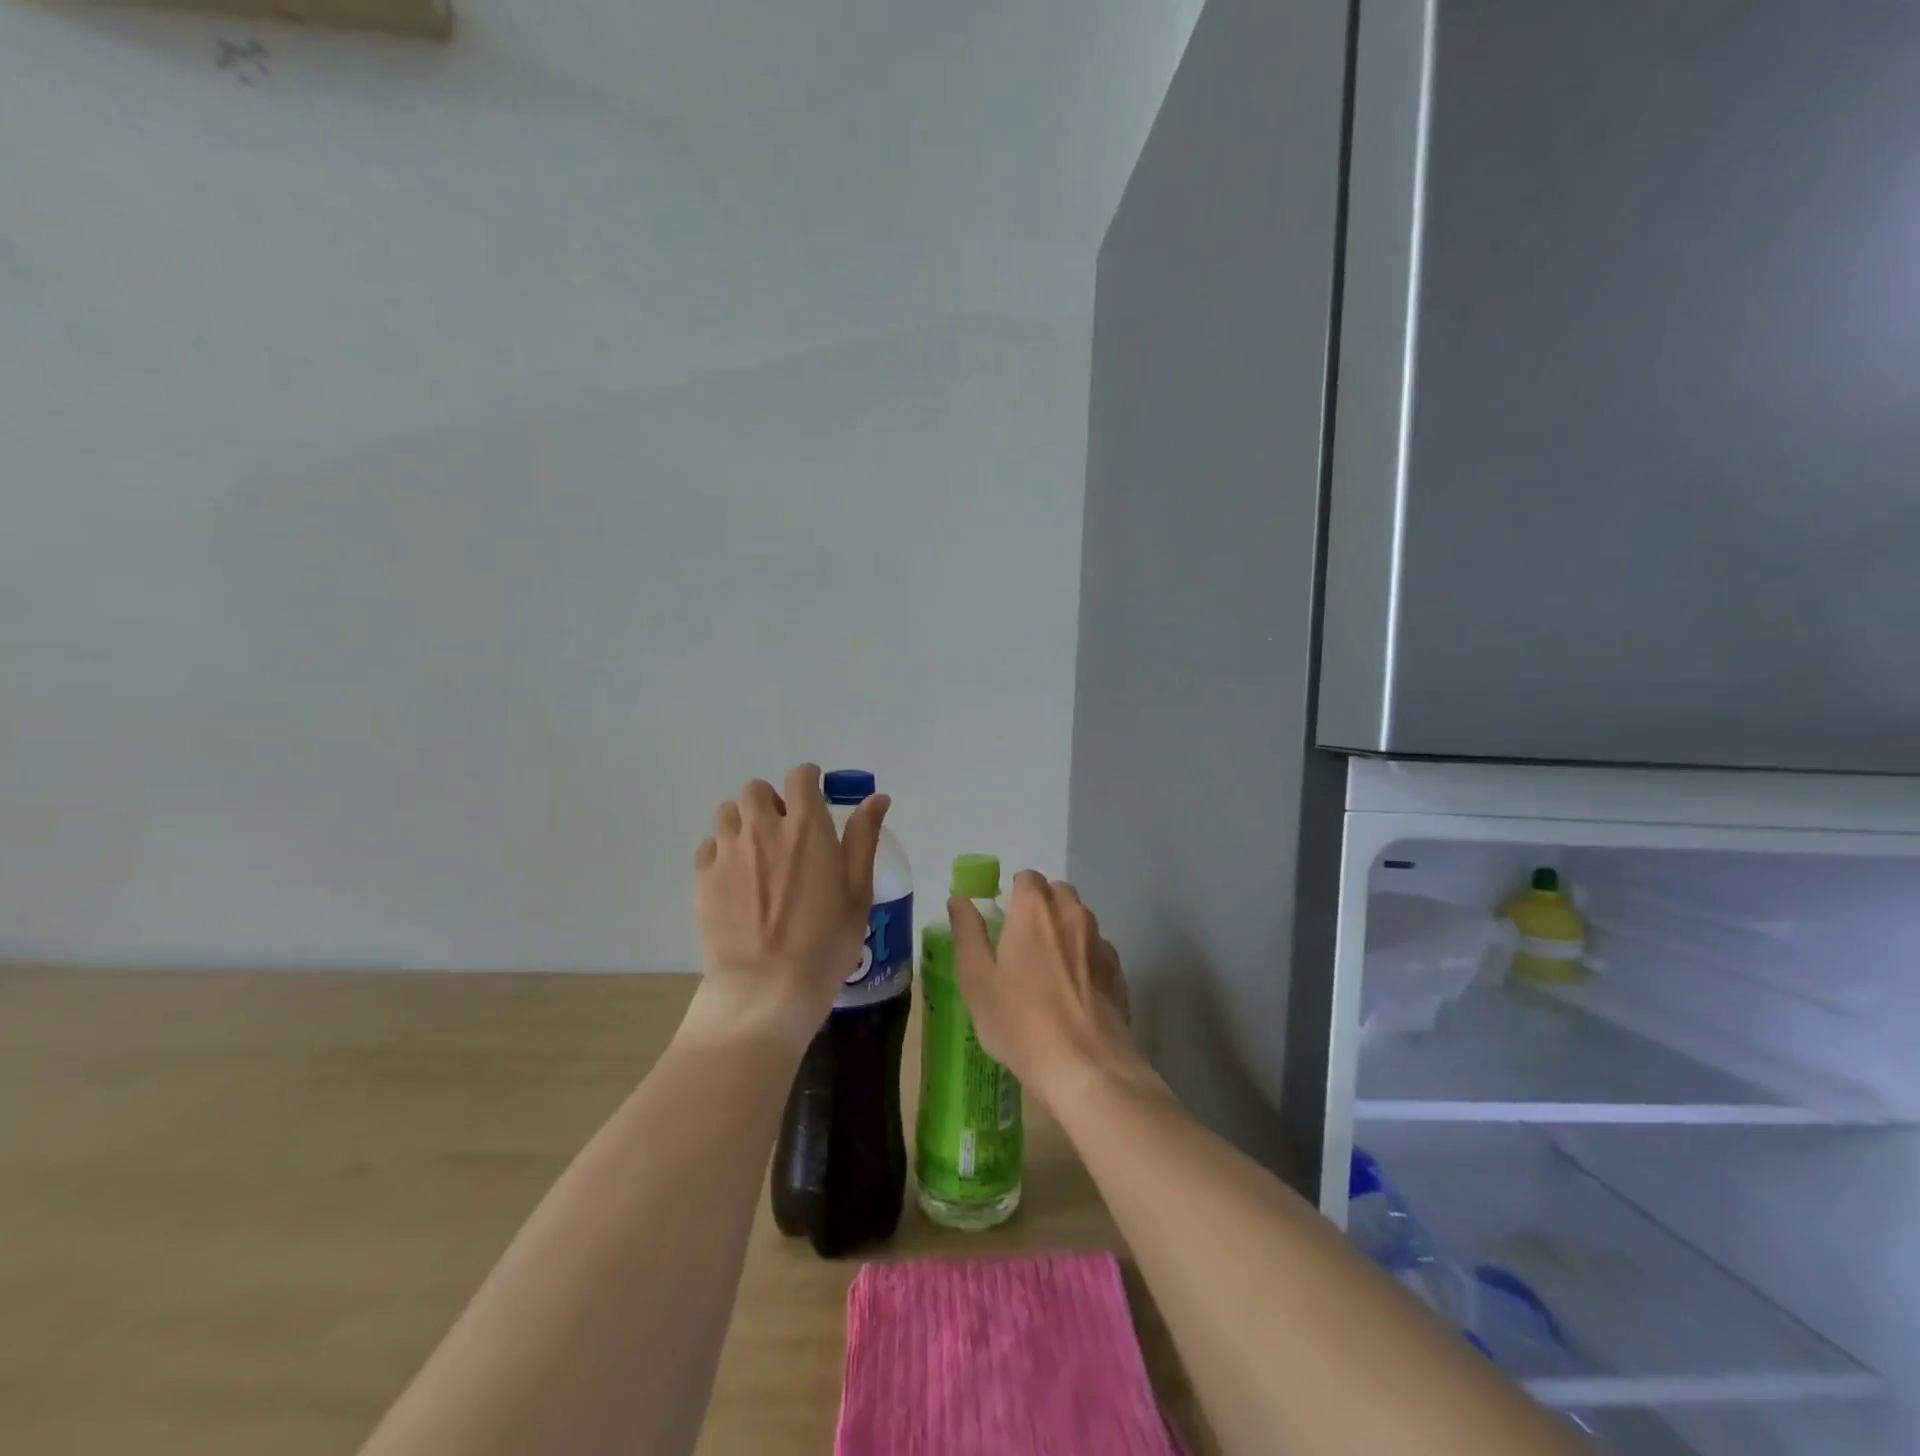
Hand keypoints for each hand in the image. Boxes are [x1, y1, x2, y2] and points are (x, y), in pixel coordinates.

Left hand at [686, 764, 890, 1047]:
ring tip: (757, 854)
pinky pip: (709, 847)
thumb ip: (863, 837)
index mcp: (806, 827)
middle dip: (772, 801)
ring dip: (744, 822)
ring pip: (728, 813)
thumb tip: (876, 798)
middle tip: (785, 832)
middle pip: (757, 789)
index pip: (801, 776)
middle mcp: (763, 828)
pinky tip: (735, 880)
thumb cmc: (825, 942)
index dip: (809, 781)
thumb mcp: (858, 891)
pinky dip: (722, 852)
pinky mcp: (703, 878)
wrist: (767, 989)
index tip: (816, 799)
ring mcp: (728, 852)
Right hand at [948, 871, 1143, 1111]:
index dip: (1014, 893)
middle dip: (1041, 905)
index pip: (1027, 878)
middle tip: (1022, 941)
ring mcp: (1100, 942)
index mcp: (1034, 910)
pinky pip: (1097, 948)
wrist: (1086, 1067)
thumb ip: (967, 932)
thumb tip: (959, 899)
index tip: (1003, 919)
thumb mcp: (977, 979)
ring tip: (1048, 967)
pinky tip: (1073, 989)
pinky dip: (1084, 956)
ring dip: (1064, 928)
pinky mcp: (1118, 971)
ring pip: (1080, 918)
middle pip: (1057, 892)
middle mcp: (1071, 914)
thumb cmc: (1020, 1021)